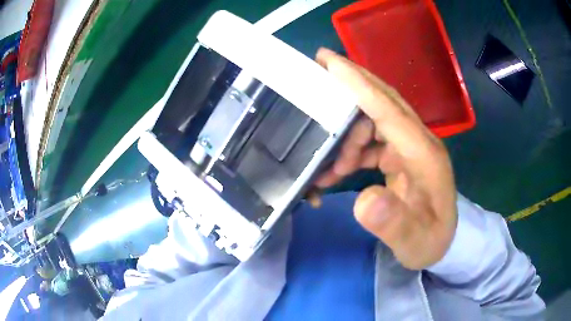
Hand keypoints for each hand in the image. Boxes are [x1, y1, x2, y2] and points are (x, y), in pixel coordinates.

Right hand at [314, 48, 456, 269]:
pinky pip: (372, 140)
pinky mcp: (402, 155)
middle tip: (318, 70)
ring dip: (347, 135)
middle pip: (382, 102)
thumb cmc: (431, 241)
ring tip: (330, 167)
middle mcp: (418, 142)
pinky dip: (351, 150)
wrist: (444, 243)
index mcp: (425, 155)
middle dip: (351, 84)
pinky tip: (339, 171)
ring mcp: (410, 147)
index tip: (330, 62)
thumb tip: (363, 200)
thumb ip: (394, 223)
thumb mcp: (415, 241)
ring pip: (373, 120)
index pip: (390, 110)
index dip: (359, 85)